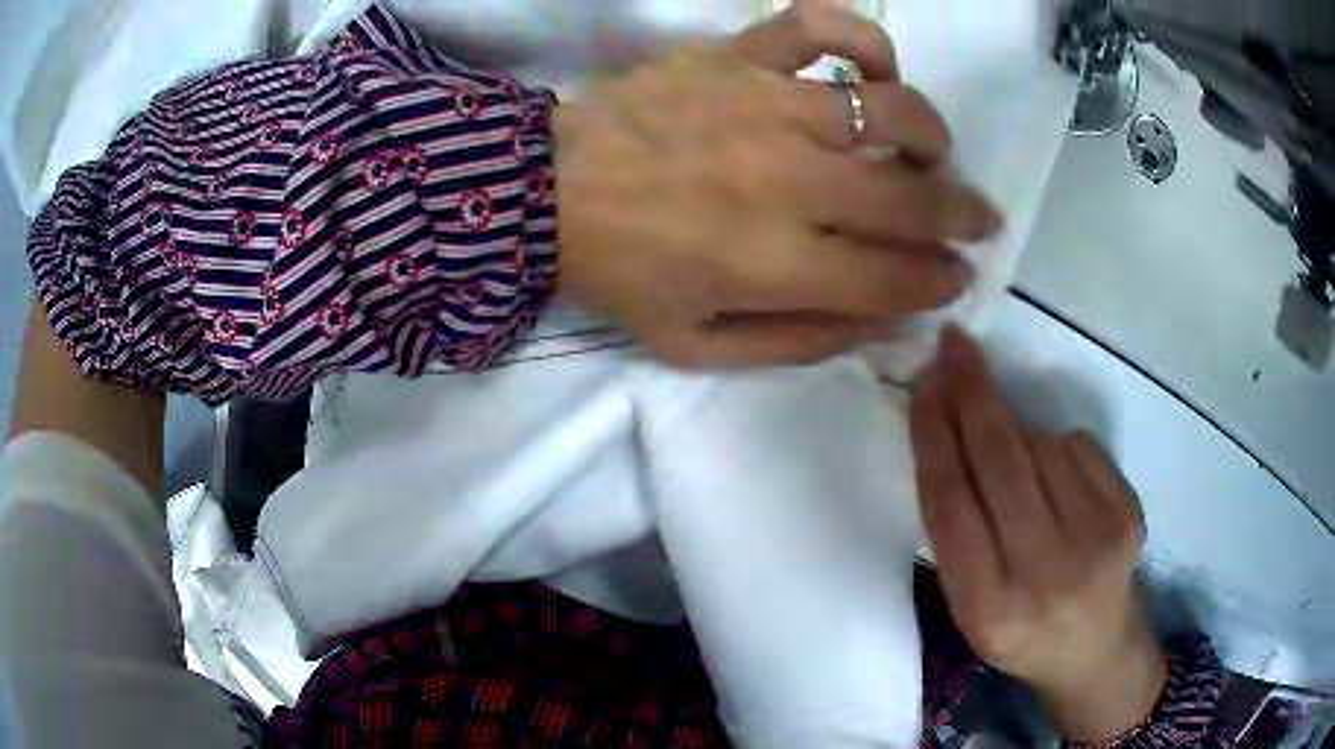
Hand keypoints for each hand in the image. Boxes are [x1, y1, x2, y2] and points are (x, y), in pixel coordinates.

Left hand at [554, 0, 1002, 366]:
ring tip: (929, 151)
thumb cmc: (620, 274)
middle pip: (910, 197)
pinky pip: (819, 26)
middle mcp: (787, 181)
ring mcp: (765, 106)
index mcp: (773, 264)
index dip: (940, 279)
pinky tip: (872, 66)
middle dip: (962, 214)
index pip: (894, 276)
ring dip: (930, 135)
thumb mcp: (698, 346)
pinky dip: (861, 37)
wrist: (543, 193)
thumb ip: (797, 342)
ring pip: (890, 107)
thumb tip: (880, 323)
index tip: (960, 275)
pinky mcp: (736, 59)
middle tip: (978, 217)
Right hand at [910, 326, 1166, 743]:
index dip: (934, 435)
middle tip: (954, 347)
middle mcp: (1045, 575)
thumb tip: (952, 428)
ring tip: (1019, 470)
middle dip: (972, 394)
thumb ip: (958, 531)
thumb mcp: (969, 603)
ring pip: (1041, 445)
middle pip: (999, 462)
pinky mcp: (1129, 515)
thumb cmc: (1020, 630)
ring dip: (1018, 434)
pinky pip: (1078, 446)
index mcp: (988, 607)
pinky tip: (1061, 484)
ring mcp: (1096, 541)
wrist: (1094, 650)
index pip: (952, 505)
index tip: (923, 383)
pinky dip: (1059, 448)